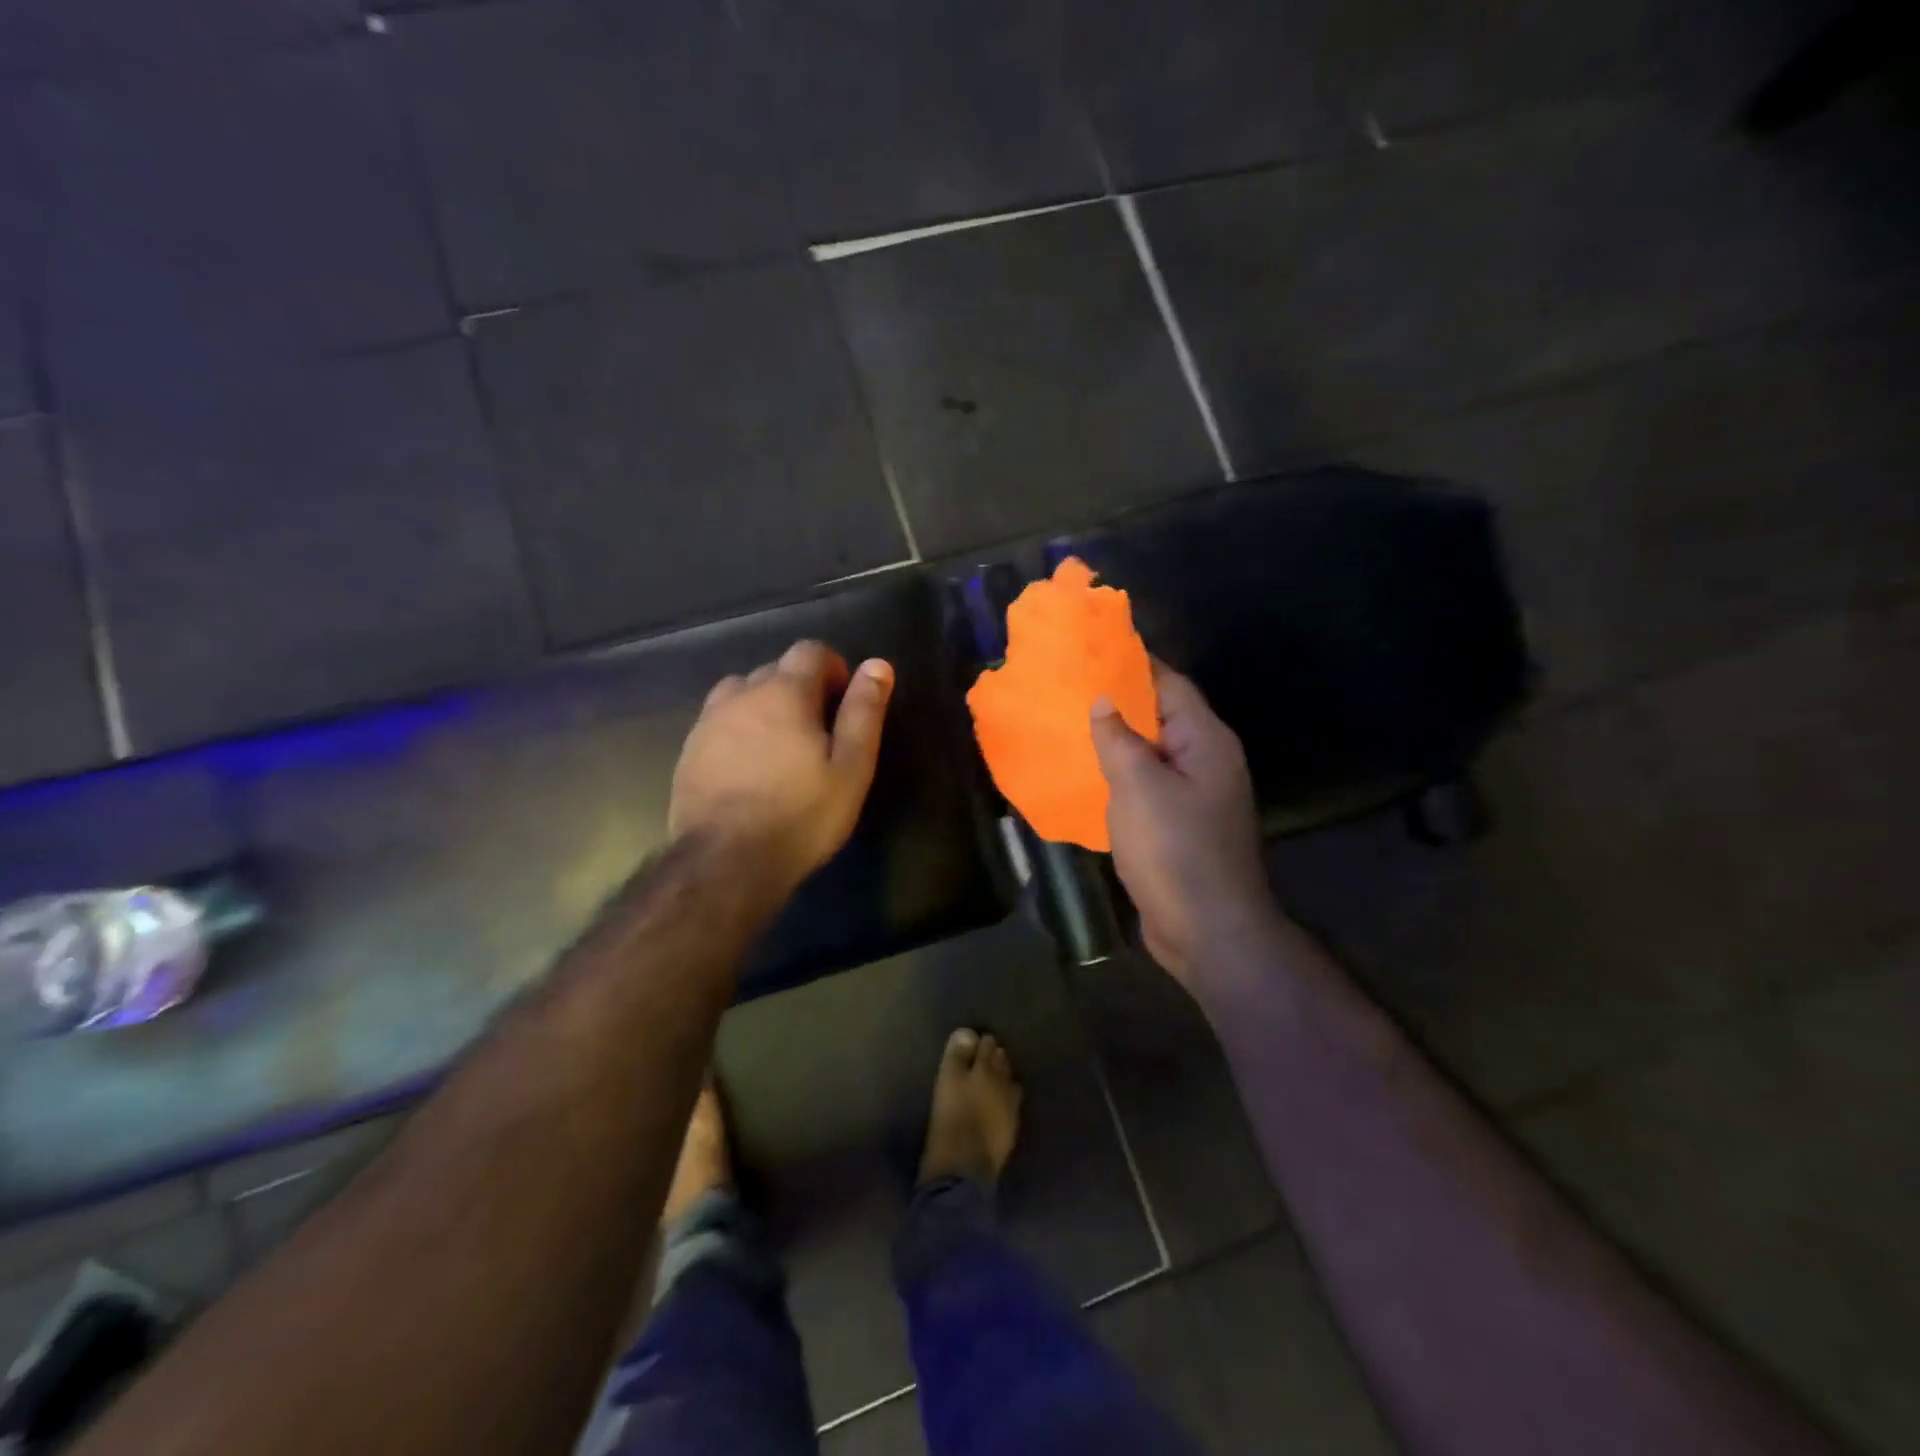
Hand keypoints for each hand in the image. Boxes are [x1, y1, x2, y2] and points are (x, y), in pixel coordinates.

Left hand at [671, 641, 893, 899]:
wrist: (725, 863)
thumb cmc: (801, 815)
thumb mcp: (851, 766)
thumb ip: (864, 711)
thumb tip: (877, 665)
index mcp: (785, 691)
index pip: (810, 650)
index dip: (833, 668)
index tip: (843, 701)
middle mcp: (742, 694)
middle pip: (775, 669)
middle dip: (801, 688)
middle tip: (819, 732)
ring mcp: (709, 721)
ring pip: (742, 692)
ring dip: (765, 705)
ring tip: (781, 745)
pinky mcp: (688, 750)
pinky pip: (719, 722)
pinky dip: (739, 729)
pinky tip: (749, 767)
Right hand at [1090, 662, 1280, 986]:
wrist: (1208, 932)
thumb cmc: (1175, 850)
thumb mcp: (1139, 787)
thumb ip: (1119, 739)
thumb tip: (1105, 701)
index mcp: (1206, 741)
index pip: (1170, 684)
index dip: (1135, 663)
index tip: (1093, 649)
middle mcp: (1206, 761)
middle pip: (1161, 717)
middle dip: (1119, 702)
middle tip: (1070, 686)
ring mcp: (1195, 797)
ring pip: (1151, 754)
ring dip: (1116, 741)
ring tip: (1070, 724)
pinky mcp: (1179, 826)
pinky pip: (1147, 787)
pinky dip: (1119, 777)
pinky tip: (1087, 775)